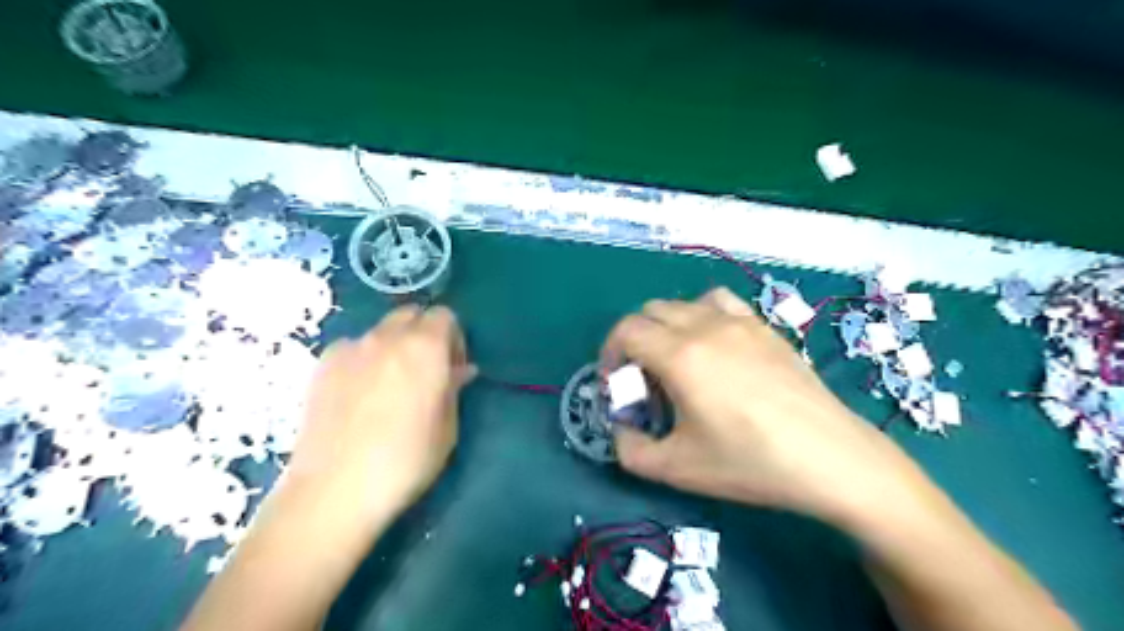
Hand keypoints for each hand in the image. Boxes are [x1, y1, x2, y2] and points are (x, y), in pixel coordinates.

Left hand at [287, 304, 471, 536]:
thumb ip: (453, 388)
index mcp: (425, 348)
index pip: (445, 316)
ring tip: (388, 383)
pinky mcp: (321, 364)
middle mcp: (387, 337)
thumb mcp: (446, 428)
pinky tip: (358, 393)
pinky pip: (352, 348)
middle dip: (423, 333)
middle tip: (425, 370)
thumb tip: (460, 371)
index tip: (452, 368)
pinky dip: (363, 358)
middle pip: (411, 315)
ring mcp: (350, 348)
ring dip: (393, 345)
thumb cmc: (405, 461)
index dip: (453, 338)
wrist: (335, 490)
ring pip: (380, 330)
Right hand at [602, 285, 926, 522]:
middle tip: (644, 380)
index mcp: (679, 355)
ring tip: (676, 360)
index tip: (616, 383)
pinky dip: (701, 315)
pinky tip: (713, 345)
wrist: (830, 457)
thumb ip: (630, 450)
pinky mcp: (764, 326)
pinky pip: (719, 302)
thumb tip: (622, 429)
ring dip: (665, 326)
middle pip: (649, 312)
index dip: (610, 354)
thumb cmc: (750, 462)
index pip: (626, 330)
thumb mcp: (677, 468)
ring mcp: (739, 321)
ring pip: (682, 303)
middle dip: (634, 341)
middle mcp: (705, 325)